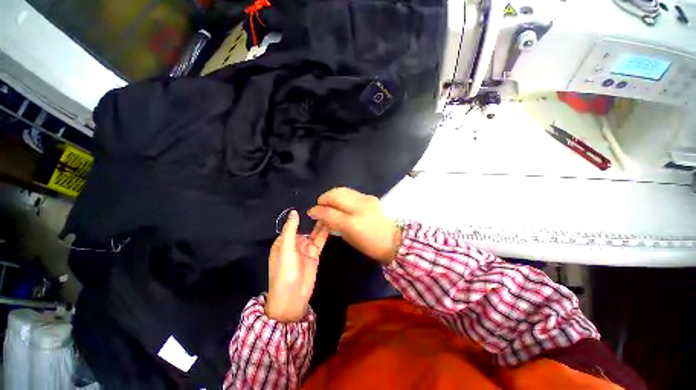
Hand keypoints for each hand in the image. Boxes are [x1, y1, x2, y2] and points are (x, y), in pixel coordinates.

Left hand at [266, 210, 328, 322]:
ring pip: (314, 233)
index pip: (293, 224)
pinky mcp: (315, 254)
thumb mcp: (285, 250)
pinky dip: (325, 233)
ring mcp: (306, 249)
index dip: (301, 215)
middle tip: (325, 205)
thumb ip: (290, 230)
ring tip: (331, 212)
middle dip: (313, 219)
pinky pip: (320, 241)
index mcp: (283, 241)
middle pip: (305, 228)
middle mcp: (295, 243)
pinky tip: (331, 224)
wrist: (293, 298)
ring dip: (321, 224)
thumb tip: (294, 212)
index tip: (311, 203)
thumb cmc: (284, 273)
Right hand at [307, 187, 400, 263]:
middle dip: (323, 198)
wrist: (393, 240)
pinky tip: (340, 202)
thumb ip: (334, 224)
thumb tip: (321, 215)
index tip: (311, 212)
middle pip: (335, 195)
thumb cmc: (369, 245)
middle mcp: (360, 208)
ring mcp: (366, 199)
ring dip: (332, 195)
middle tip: (319, 205)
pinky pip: (351, 192)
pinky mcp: (370, 196)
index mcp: (353, 223)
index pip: (329, 212)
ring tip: (328, 202)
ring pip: (342, 190)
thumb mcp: (348, 238)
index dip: (317, 211)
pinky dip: (342, 195)